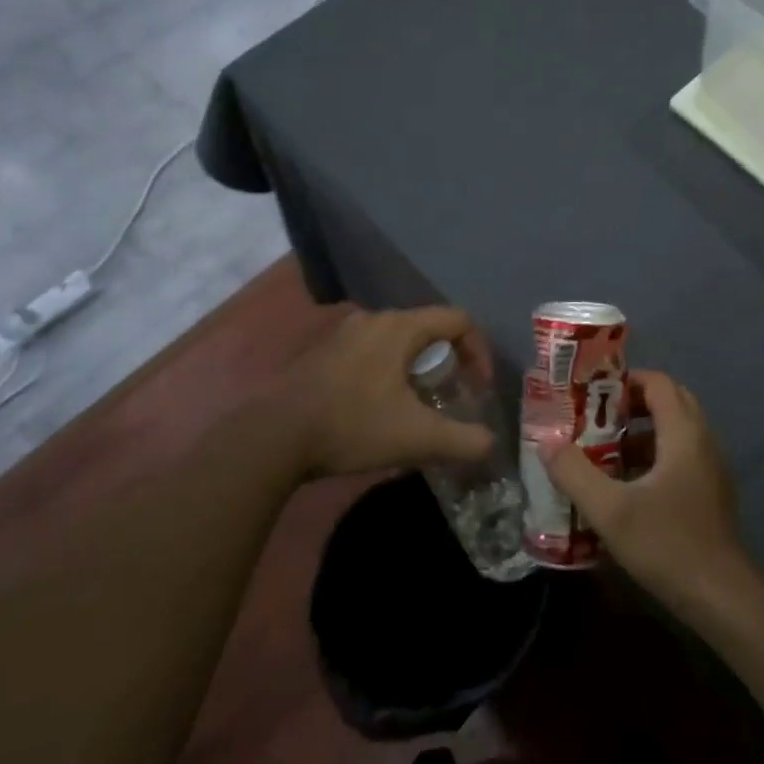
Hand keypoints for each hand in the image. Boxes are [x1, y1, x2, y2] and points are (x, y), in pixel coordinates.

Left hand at [289, 307, 496, 477]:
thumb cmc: (353, 426)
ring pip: (397, 342)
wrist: (273, 437)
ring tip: (419, 405)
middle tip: (452, 396)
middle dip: (450, 362)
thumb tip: (490, 444)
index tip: (479, 387)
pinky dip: (388, 373)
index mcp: (400, 327)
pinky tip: (379, 409)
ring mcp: (342, 334)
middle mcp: (373, 319)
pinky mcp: (321, 354)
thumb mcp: (419, 439)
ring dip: (417, 368)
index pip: (458, 320)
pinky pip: (370, 353)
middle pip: (428, 329)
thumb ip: (465, 441)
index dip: (480, 351)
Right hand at [544, 371, 758, 622]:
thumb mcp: (610, 510)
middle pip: (669, 402)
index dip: (625, 380)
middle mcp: (703, 441)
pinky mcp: (711, 491)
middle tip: (594, 417)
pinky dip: (654, 455)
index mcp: (684, 434)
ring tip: (602, 449)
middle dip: (631, 404)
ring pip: (675, 431)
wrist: (720, 595)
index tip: (591, 393)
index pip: (658, 383)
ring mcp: (711, 467)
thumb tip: (546, 441)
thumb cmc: (666, 544)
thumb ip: (574, 472)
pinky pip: (681, 455)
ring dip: (641, 432)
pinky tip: (626, 484)